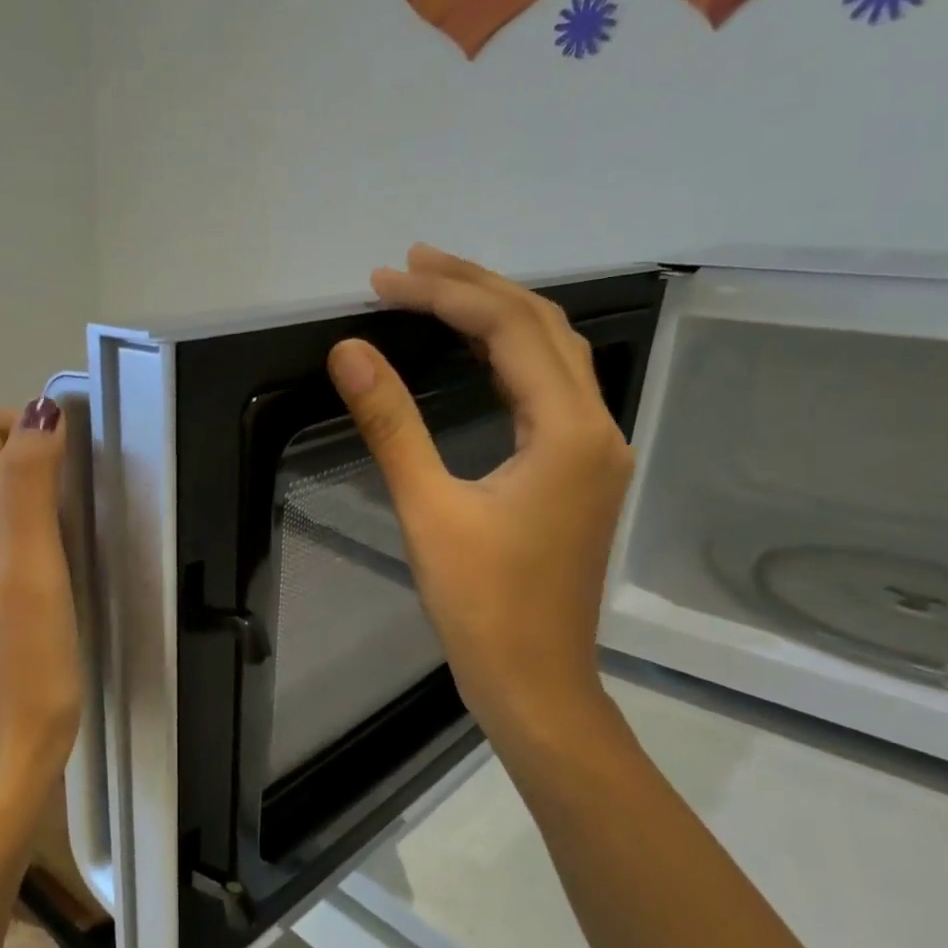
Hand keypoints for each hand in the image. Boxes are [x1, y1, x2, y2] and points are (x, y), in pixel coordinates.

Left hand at [0, 398, 81, 821]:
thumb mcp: (31, 563)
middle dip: (33, 452)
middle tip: (92, 477)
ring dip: (34, 491)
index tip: (82, 444)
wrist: (3, 757)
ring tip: (85, 512)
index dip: (27, 422)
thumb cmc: (23, 662)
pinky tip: (63, 559)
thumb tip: (39, 410)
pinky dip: (30, 530)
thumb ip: (29, 483)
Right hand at [327, 245, 631, 746]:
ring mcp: (595, 452)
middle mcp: (596, 428)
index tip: (384, 281)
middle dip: (475, 287)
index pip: (510, 329)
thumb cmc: (483, 607)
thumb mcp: (428, 512)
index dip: (445, 295)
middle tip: (410, 265)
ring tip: (438, 291)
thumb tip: (351, 352)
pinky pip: (551, 391)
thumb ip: (392, 425)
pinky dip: (510, 357)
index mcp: (569, 432)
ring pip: (552, 356)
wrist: (535, 683)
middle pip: (542, 328)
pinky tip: (476, 354)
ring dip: (497, 316)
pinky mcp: (580, 474)